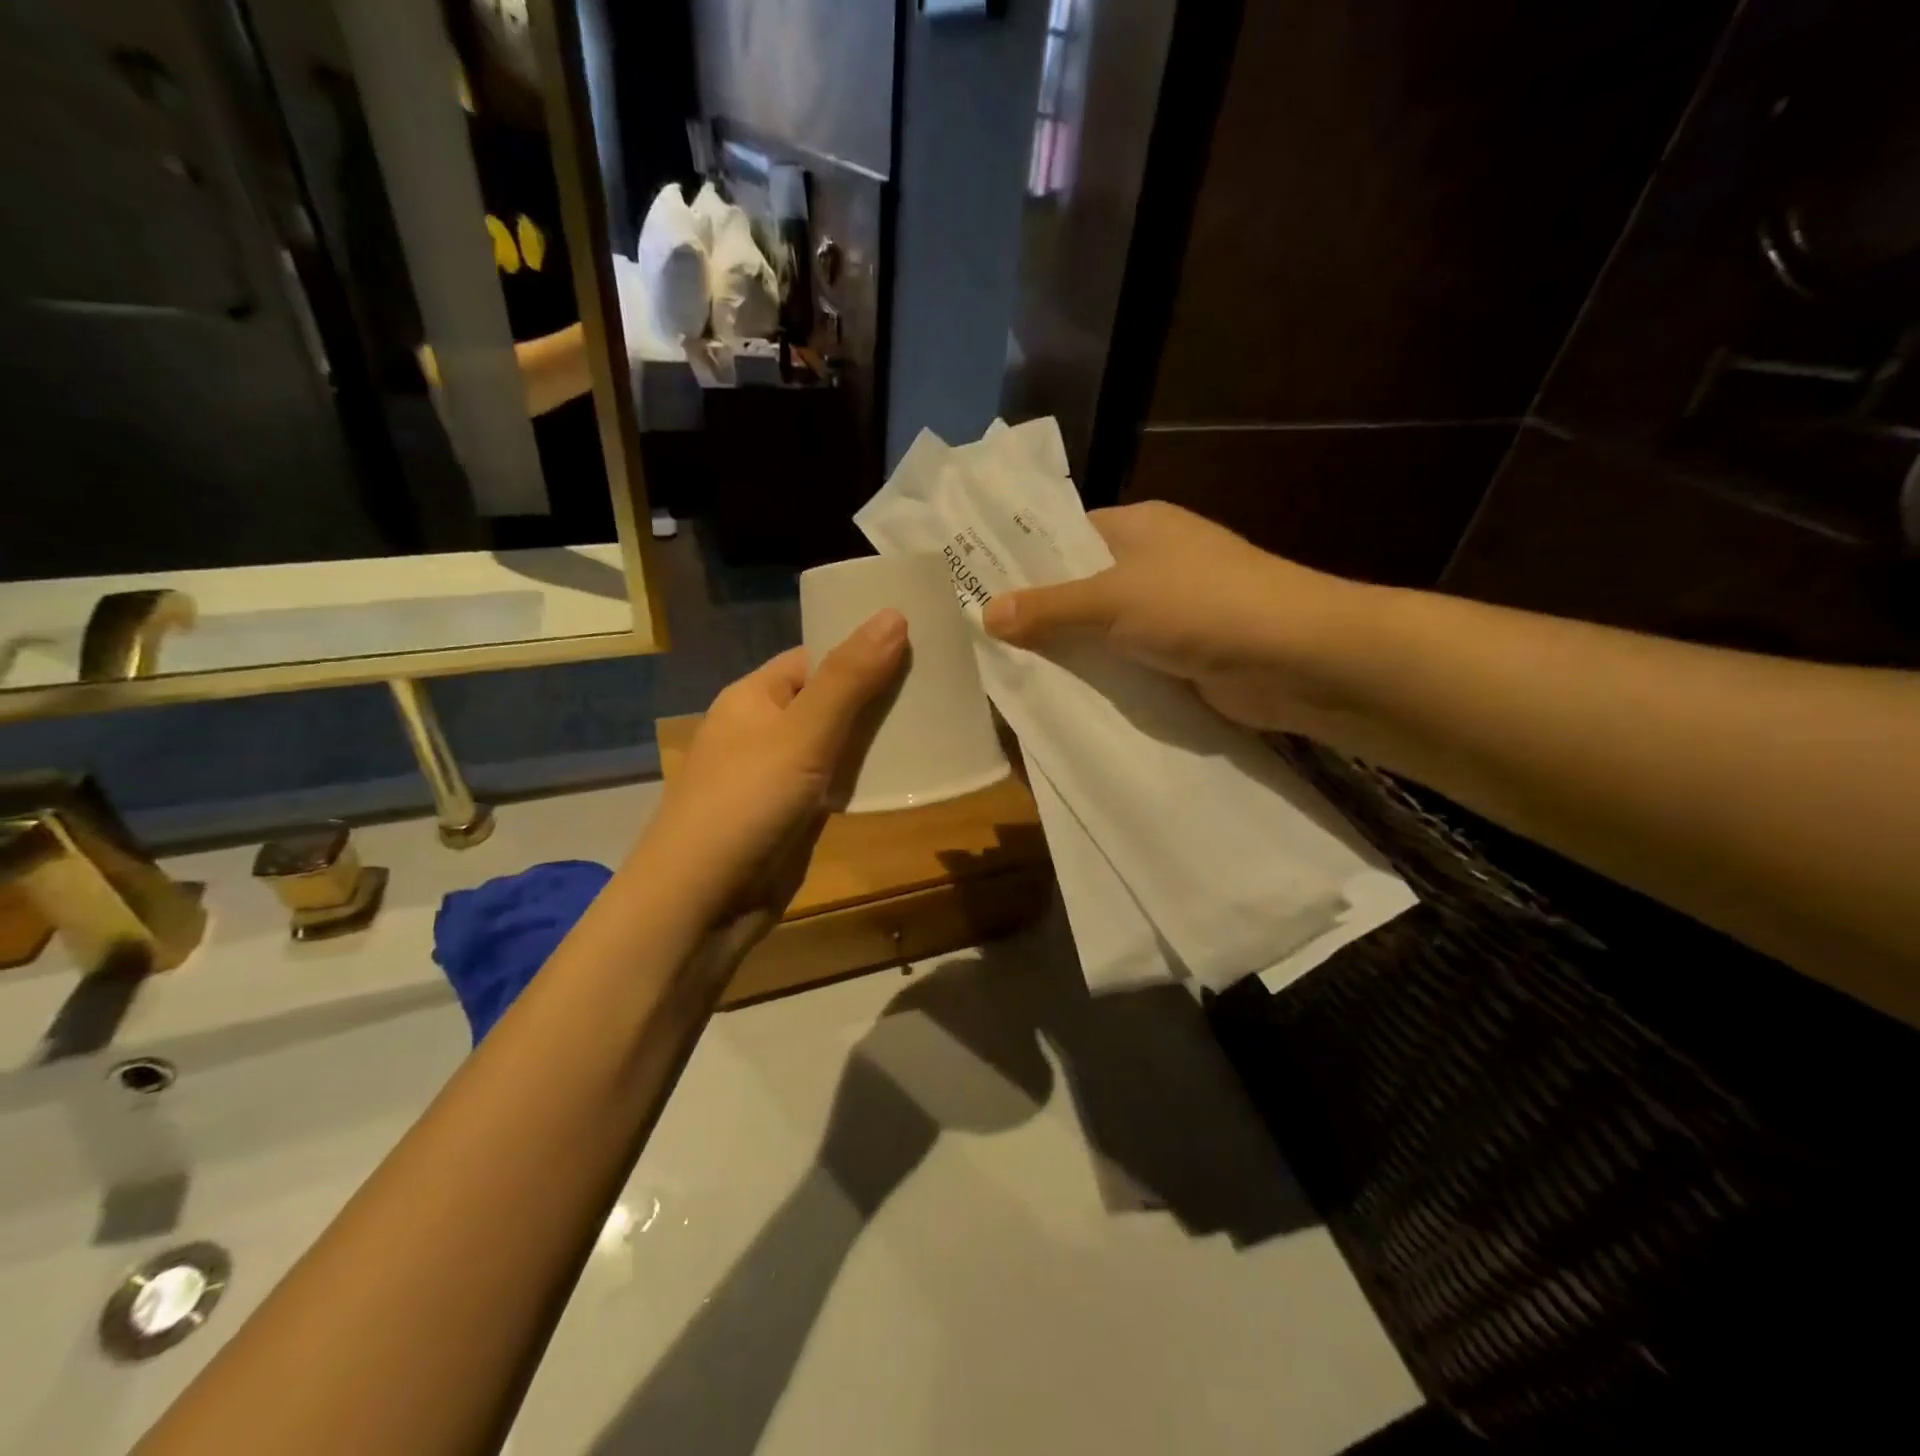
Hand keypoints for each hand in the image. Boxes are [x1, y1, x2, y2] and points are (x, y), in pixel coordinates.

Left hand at [636, 610, 909, 940]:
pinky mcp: (797, 814)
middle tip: (942, 680)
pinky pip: (840, 781)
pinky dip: (870, 774)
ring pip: (840, 742)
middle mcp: (766, 729)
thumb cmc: (747, 802)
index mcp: (755, 696)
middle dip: (879, 691)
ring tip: (939, 717)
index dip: (861, 646)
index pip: (815, 656)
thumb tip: (894, 614)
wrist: (704, 901)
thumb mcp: (802, 732)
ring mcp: (782, 774)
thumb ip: (849, 678)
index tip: (918, 640)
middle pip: (831, 698)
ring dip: (879, 734)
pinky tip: (912, 769)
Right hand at [982, 501, 1371, 731]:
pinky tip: (1061, 694)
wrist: (1293, 656)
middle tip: (983, 639)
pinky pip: (1126, 661)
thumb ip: (1048, 608)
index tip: (978, 589)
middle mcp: (1153, 561)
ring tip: (1008, 671)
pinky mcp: (1182, 653)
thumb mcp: (1111, 600)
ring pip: (1103, 628)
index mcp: (1137, 525)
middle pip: (1081, 584)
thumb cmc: (1199, 604)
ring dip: (1070, 649)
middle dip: (1040, 613)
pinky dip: (1101, 675)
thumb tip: (985, 613)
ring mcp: (1171, 609)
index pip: (1065, 534)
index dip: (1024, 560)